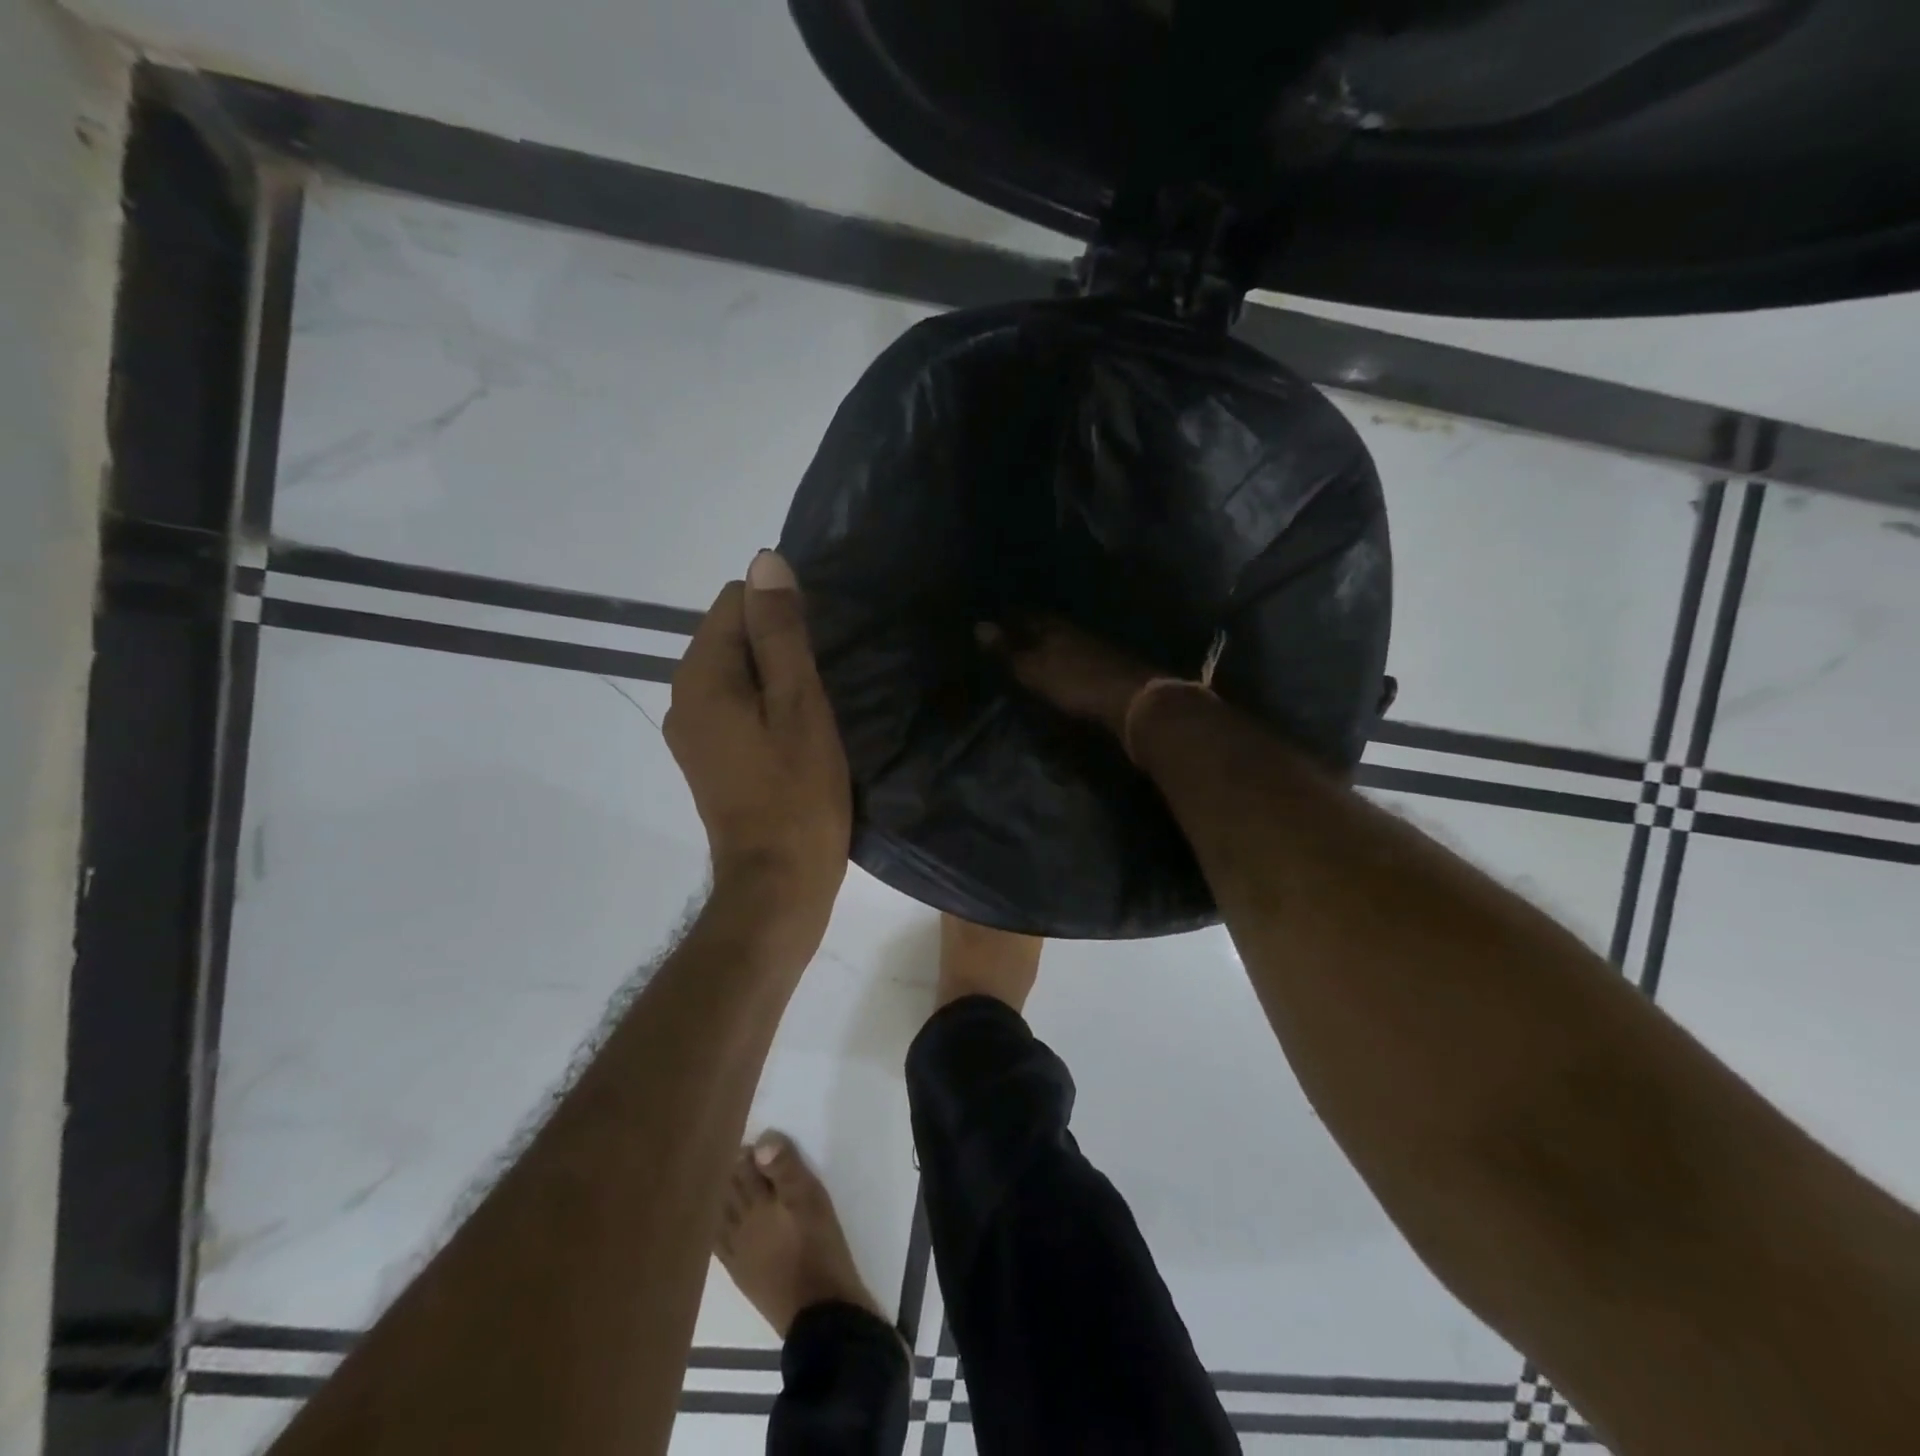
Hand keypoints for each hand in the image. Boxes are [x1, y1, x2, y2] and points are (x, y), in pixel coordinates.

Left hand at [666, 552, 850, 938]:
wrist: (778, 883)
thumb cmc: (798, 794)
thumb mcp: (799, 705)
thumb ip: (780, 633)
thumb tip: (765, 562)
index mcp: (701, 677)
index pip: (735, 602)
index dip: (782, 615)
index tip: (818, 653)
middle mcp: (683, 697)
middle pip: (732, 636)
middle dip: (778, 647)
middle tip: (823, 687)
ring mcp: (692, 731)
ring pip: (737, 673)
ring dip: (776, 679)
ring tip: (816, 712)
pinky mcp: (708, 757)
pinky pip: (736, 706)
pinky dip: (766, 707)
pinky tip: (797, 737)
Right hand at [983, 618, 1157, 737]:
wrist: (1131, 699)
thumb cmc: (1075, 681)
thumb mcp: (1033, 669)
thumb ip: (1007, 650)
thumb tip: (978, 625)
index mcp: (1053, 626)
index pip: (1025, 615)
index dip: (1009, 618)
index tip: (993, 622)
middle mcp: (1074, 630)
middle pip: (1047, 625)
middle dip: (1030, 629)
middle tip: (1011, 636)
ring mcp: (1095, 646)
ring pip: (1065, 640)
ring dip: (1050, 645)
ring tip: (1033, 653)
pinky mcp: (1109, 666)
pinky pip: (1079, 657)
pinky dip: (1066, 660)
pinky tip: (1062, 669)